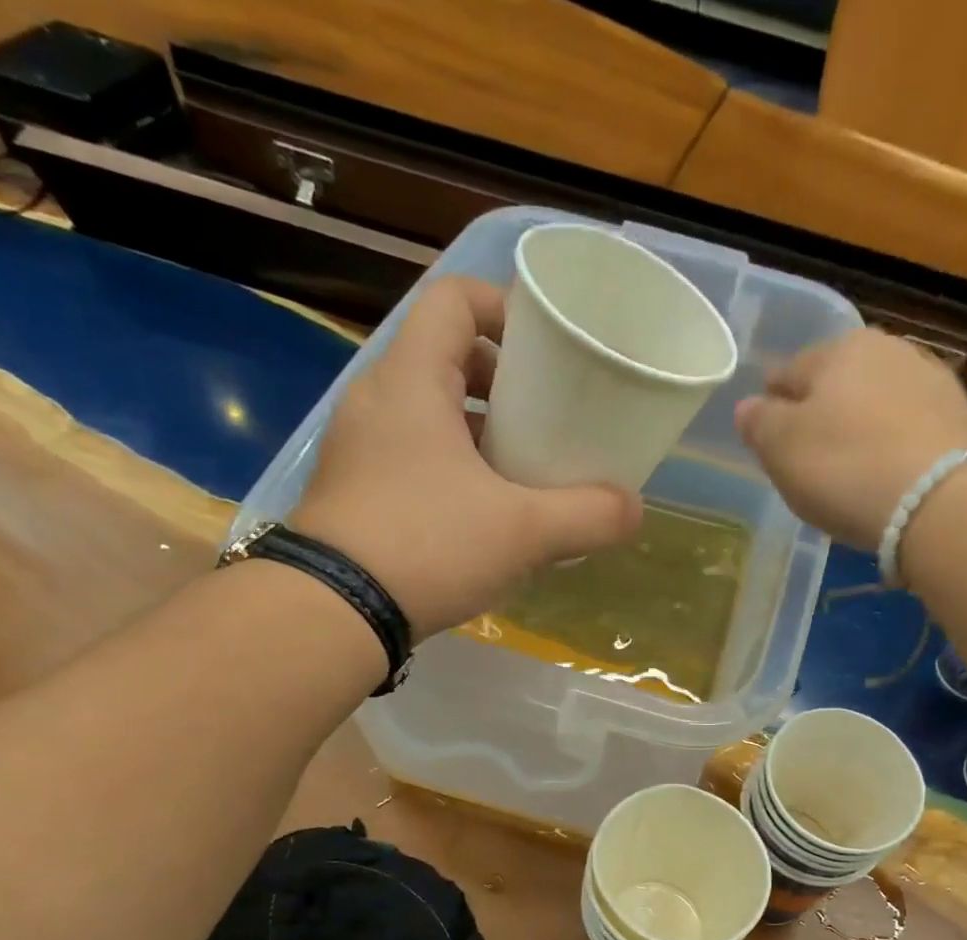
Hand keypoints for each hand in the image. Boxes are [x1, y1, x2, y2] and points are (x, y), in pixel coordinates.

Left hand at [292, 277, 642, 638]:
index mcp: (412, 381)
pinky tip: (487, 515)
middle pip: (446, 358)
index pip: (455, 300)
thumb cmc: (428, 546)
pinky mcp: (356, 490)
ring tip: (525, 471)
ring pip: (431, 414)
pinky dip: (455, 468)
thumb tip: (633, 509)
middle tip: (546, 418)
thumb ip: (588, 516)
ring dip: (481, 432)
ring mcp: (361, 448)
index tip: (547, 351)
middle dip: (504, 382)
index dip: (505, 309)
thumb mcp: (524, 532)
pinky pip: (414, 456)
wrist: (334, 612)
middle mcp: (378, 400)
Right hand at [736, 329, 966, 551]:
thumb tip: (749, 406)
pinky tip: (886, 476)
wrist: (943, 502)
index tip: (766, 430)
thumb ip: (759, 423)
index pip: (789, 371)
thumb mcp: (782, 448)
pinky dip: (892, 449)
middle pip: (838, 384)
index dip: (772, 402)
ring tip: (849, 468)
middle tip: (806, 454)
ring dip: (860, 429)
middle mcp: (890, 352)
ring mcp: (932, 384)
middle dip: (820, 413)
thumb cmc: (846, 468)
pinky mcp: (962, 422)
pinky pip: (909, 433)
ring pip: (877, 405)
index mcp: (839, 349)